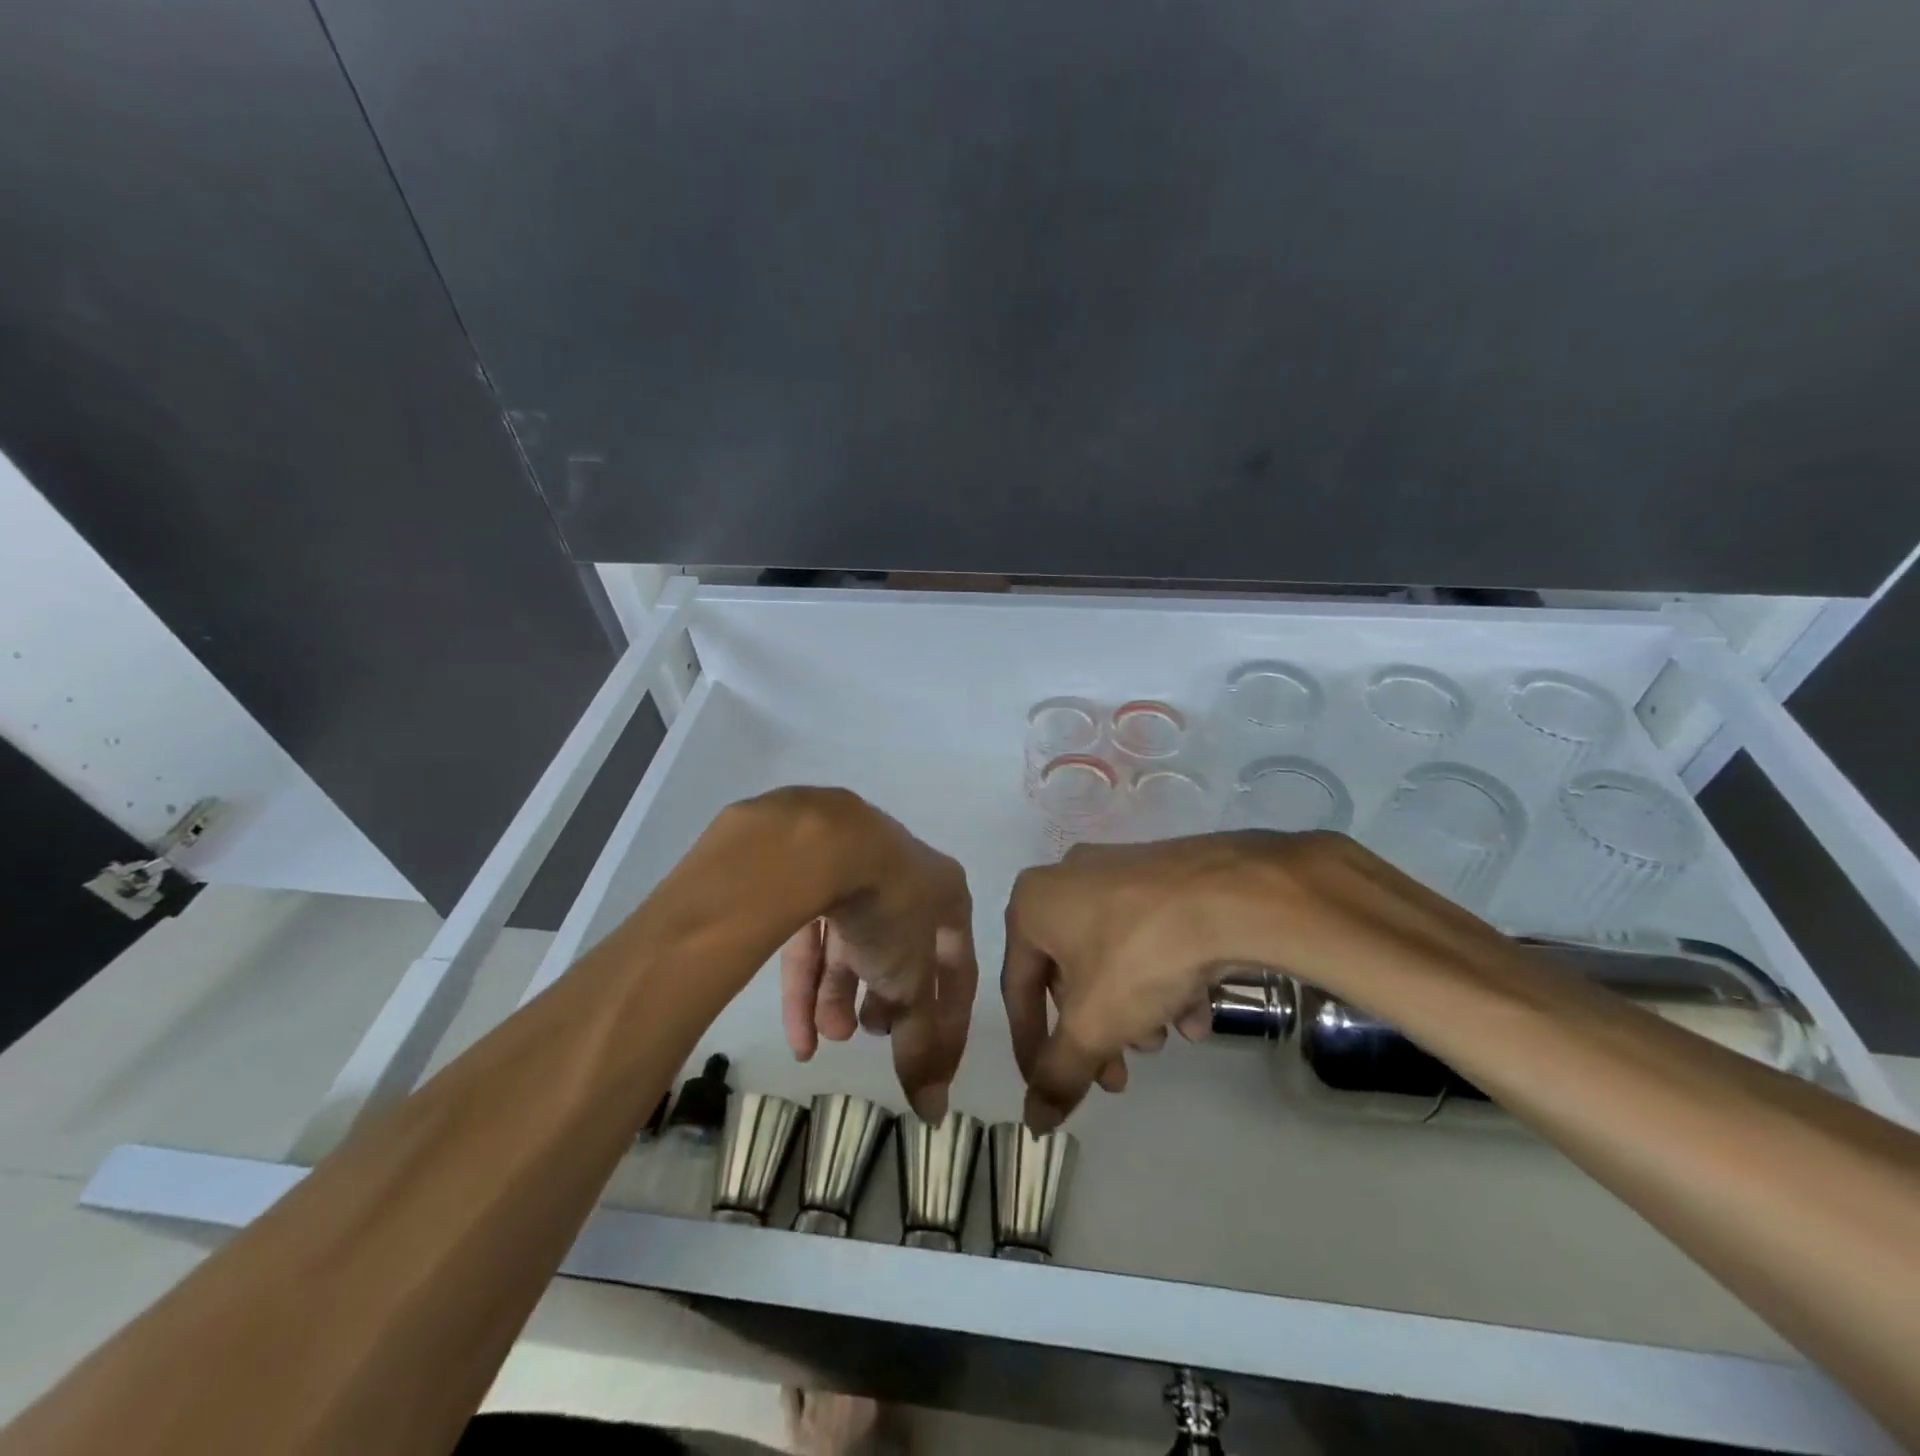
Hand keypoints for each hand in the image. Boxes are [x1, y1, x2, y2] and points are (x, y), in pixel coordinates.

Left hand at [777, 796, 977, 1121]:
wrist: (823, 844)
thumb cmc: (889, 910)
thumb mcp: (912, 981)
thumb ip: (921, 1040)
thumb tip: (933, 1109)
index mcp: (946, 894)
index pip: (957, 969)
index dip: (948, 1023)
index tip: (933, 1069)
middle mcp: (904, 880)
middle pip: (899, 953)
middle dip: (884, 1002)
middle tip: (871, 1033)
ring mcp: (853, 873)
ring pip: (851, 947)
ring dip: (840, 997)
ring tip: (828, 1037)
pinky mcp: (807, 878)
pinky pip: (812, 937)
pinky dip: (806, 984)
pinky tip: (798, 1036)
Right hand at [1002, 831, 1481, 1129]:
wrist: (1231, 896)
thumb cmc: (1140, 956)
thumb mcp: (1093, 1025)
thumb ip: (1058, 1073)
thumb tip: (1033, 1121)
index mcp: (1033, 903)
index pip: (1018, 987)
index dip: (1031, 1046)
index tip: (1048, 1088)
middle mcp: (1068, 879)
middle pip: (1070, 973)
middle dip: (1094, 1031)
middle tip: (1117, 1077)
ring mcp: (1119, 872)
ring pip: (1113, 957)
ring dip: (1133, 1008)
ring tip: (1165, 1039)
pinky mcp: (1164, 876)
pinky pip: (1148, 934)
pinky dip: (1164, 977)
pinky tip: (1196, 1012)